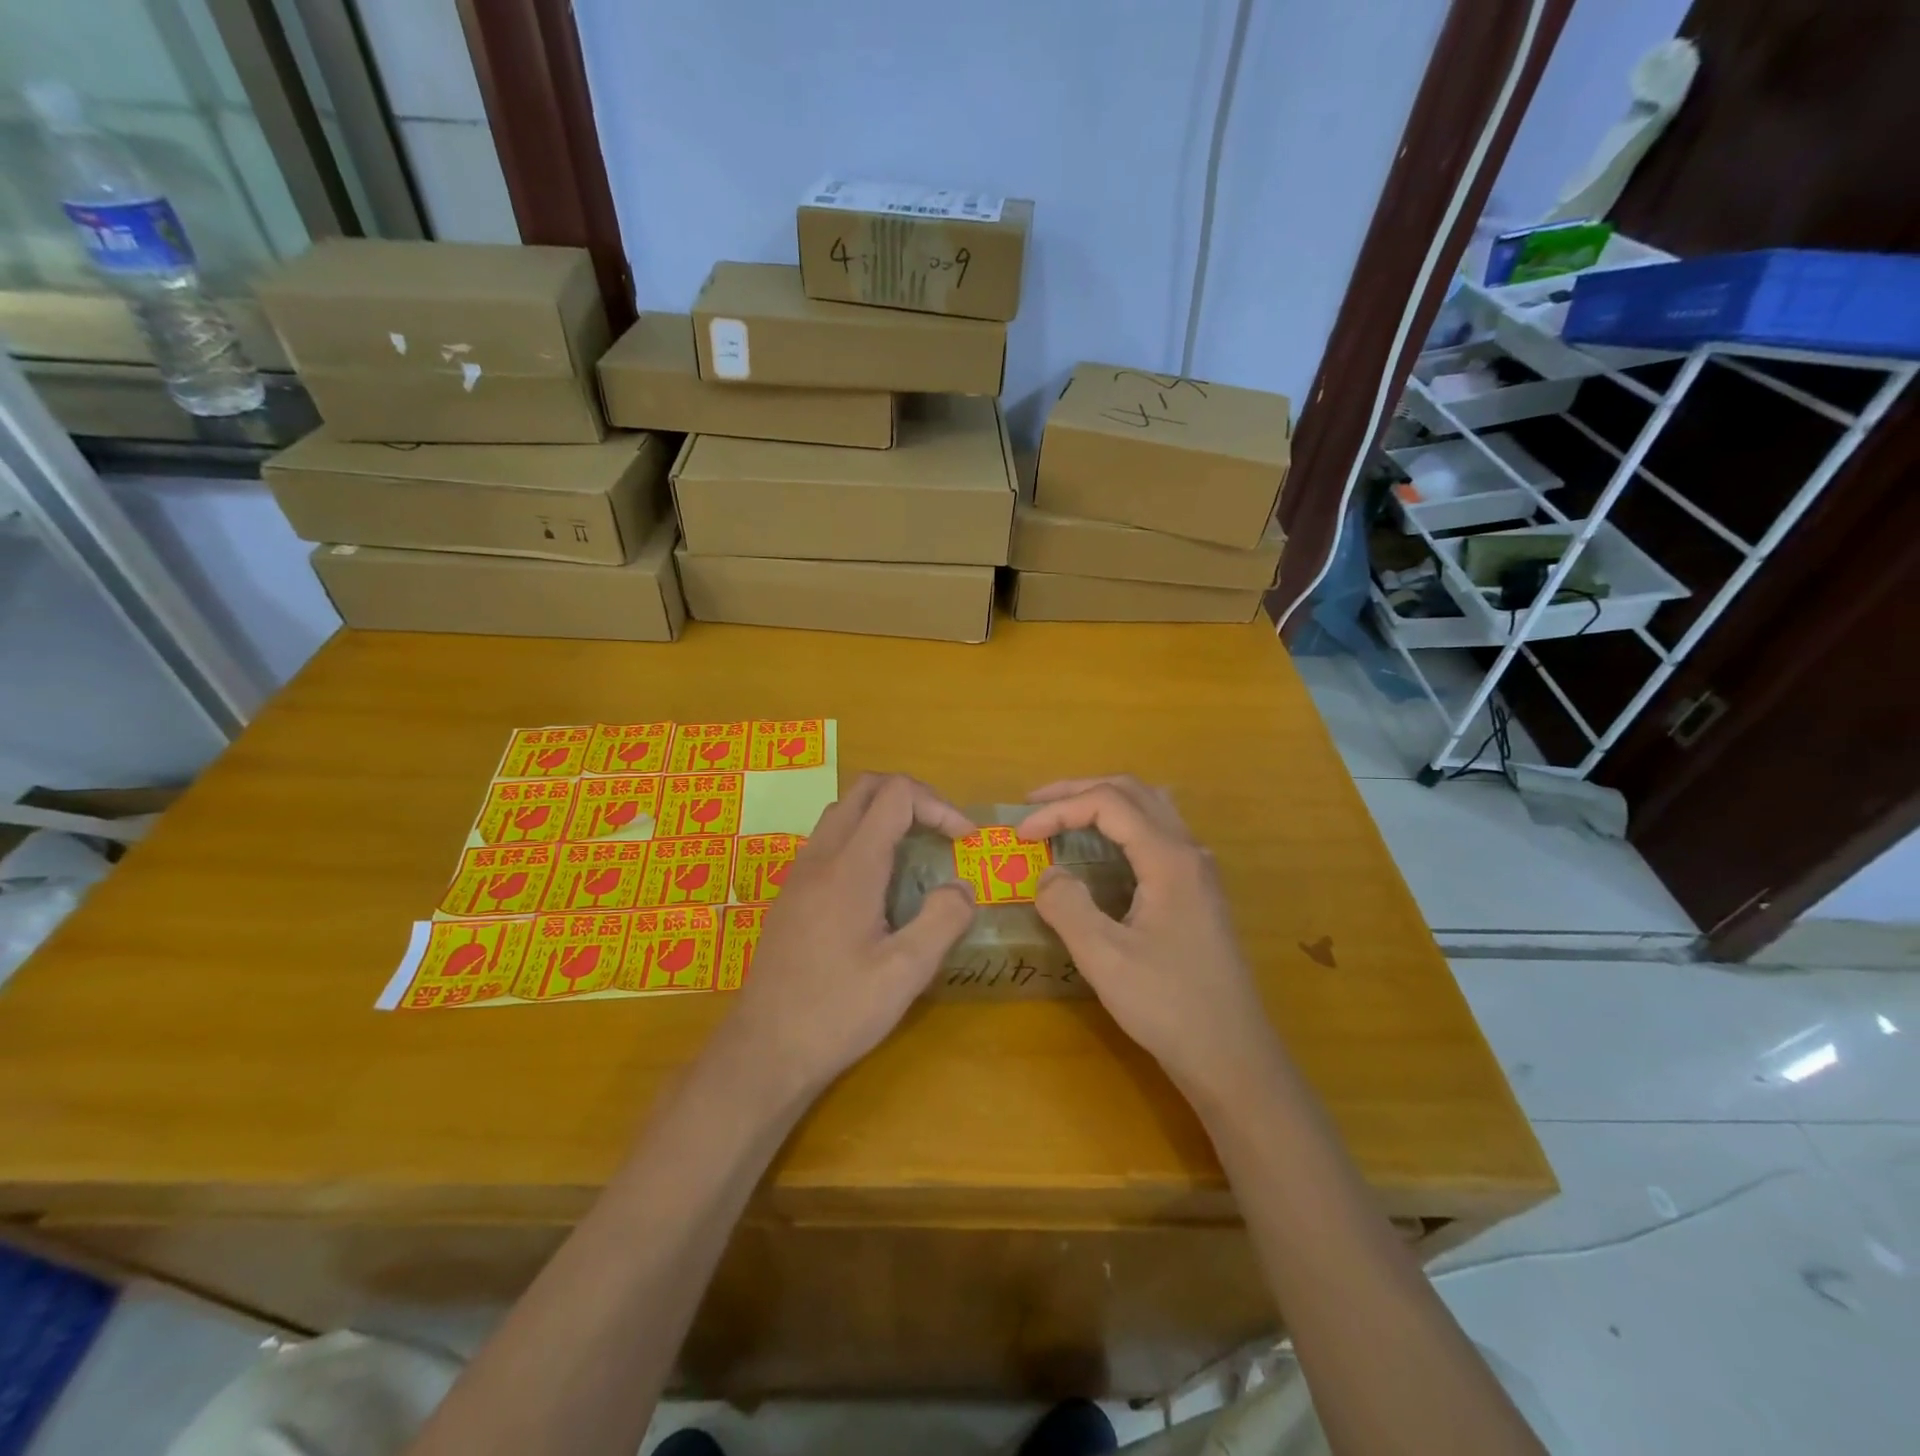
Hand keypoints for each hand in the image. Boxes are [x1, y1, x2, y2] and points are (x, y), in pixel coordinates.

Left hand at [720, 774, 977, 1097]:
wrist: (764, 1051)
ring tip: (916, 855)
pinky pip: (829, 841)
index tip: (964, 841)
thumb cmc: (837, 1012)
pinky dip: (862, 838)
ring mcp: (800, 874)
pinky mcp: (791, 895)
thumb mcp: (905, 973)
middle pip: (865, 789)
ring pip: (843, 812)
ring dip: (884, 816)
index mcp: (851, 866)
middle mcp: (821, 857)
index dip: (938, 806)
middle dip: (912, 797)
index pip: (896, 795)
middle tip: (942, 833)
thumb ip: (943, 920)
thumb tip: (962, 887)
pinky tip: (879, 887)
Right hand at [1017, 776, 1283, 1101]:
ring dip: (1105, 802)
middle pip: (1133, 792)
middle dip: (1080, 790)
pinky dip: (1123, 826)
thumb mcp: (1105, 958)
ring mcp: (1199, 872)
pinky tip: (1103, 851)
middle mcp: (1189, 852)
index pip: (1108, 804)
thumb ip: (1067, 906)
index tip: (1022, 834)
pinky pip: (1159, 834)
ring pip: (1151, 808)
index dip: (1060, 810)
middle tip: (1036, 805)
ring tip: (1065, 816)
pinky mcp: (1198, 892)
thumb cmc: (1168, 1006)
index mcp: (1169, 859)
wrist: (1232, 1056)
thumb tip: (1046, 874)